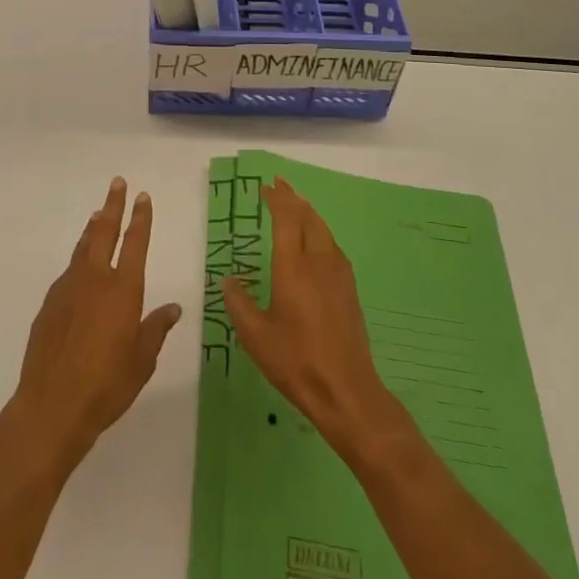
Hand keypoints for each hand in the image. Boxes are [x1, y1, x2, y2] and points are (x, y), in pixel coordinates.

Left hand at [11, 178, 182, 472]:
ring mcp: (68, 289)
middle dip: (113, 206)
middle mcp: (96, 280)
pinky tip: (80, 269)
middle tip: (117, 183)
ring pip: (83, 248)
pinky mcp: (49, 304)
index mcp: (123, 290)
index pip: (135, 243)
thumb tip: (173, 308)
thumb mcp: (142, 361)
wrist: (52, 405)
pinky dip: (78, 260)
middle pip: (105, 232)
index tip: (142, 196)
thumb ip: (156, 329)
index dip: (140, 218)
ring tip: (98, 214)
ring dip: (93, 229)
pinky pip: (69, 273)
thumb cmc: (107, 385)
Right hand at [222, 177, 405, 464]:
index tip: (266, 187)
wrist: (346, 391)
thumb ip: (239, 303)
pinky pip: (332, 246)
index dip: (277, 199)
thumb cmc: (296, 362)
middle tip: (279, 186)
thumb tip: (229, 280)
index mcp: (293, 267)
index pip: (286, 219)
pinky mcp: (349, 289)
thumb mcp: (255, 336)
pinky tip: (315, 242)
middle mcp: (318, 262)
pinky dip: (319, 232)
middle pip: (308, 217)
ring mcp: (338, 274)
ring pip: (323, 230)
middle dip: (293, 198)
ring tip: (296, 206)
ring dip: (308, 213)